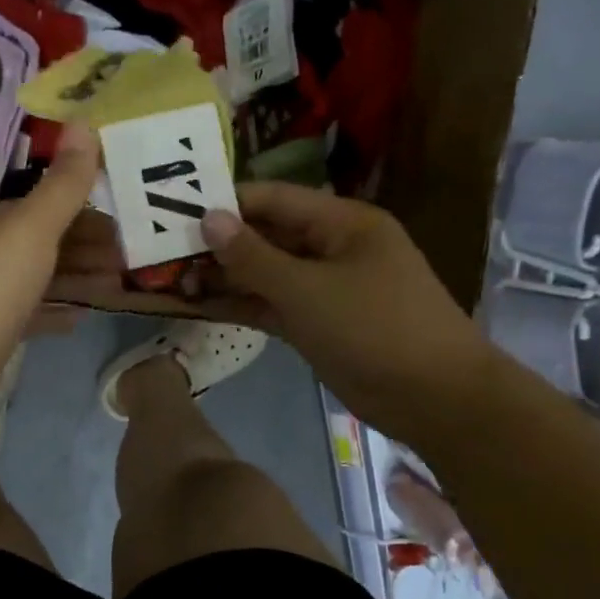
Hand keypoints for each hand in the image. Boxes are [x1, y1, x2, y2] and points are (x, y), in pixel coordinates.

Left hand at [0, 125, 101, 427]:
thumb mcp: (31, 229)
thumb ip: (63, 184)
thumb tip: (85, 122)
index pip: (42, 205)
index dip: (85, 211)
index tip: (127, 222)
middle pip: (42, 243)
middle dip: (86, 247)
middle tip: (131, 258)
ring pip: (38, 279)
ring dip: (77, 279)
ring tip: (117, 285)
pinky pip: (29, 314)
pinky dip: (56, 312)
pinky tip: (81, 318)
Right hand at [200, 183, 495, 434]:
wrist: (435, 398)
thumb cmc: (375, 329)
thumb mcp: (308, 289)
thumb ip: (253, 256)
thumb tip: (208, 218)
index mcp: (342, 223)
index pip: (273, 200)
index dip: (225, 204)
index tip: (175, 212)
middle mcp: (331, 248)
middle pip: (266, 236)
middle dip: (219, 245)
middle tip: (164, 253)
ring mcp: (324, 288)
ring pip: (266, 274)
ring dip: (224, 277)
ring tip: (172, 280)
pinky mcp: (318, 324)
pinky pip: (272, 305)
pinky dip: (240, 305)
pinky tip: (199, 305)